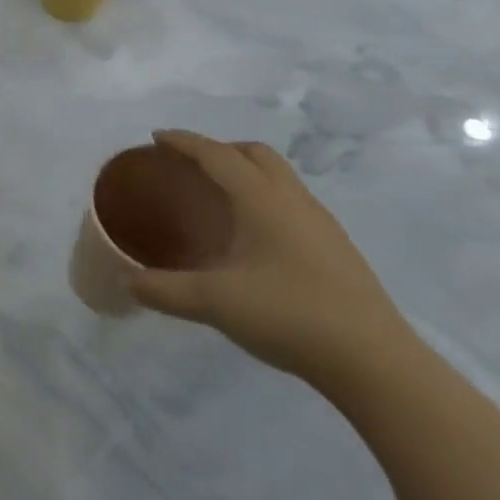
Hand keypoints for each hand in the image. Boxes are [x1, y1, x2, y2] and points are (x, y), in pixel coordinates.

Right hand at [124, 131, 414, 390]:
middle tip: (189, 165)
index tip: (155, 138)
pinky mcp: (335, 248)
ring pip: (279, 177)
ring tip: (217, 197)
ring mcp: (320, 224)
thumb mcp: (213, 302)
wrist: (374, 362)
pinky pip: (291, 202)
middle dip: (219, 149)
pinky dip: (263, 198)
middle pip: (256, 154)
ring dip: (246, 172)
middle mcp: (293, 201)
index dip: (185, 142)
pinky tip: (252, 236)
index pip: (217, 155)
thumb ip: (162, 289)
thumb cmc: (289, 315)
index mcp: (262, 200)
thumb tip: (125, 281)